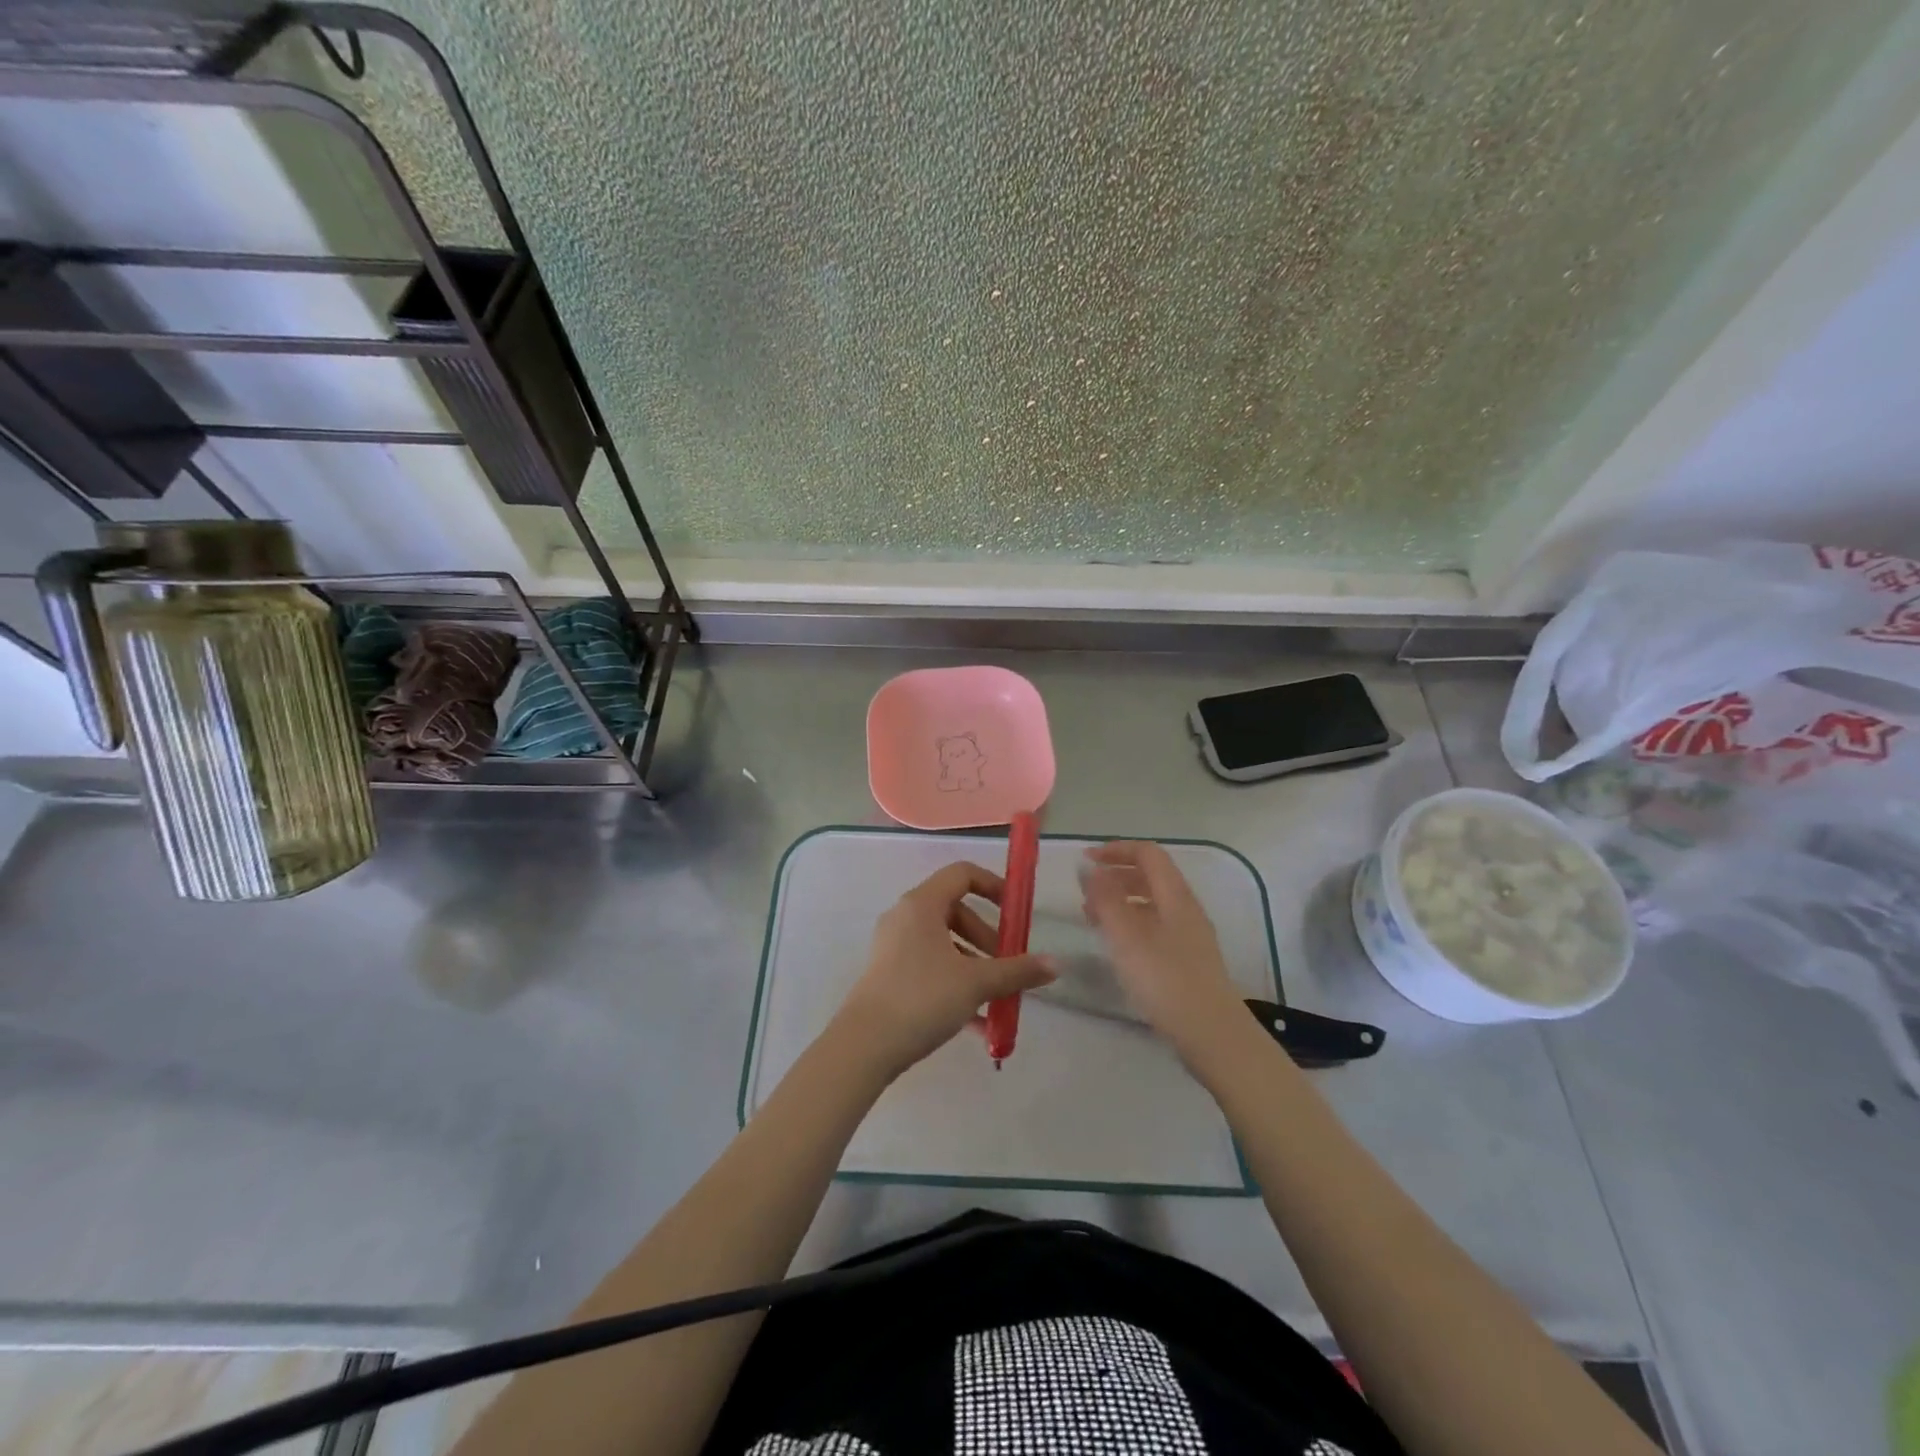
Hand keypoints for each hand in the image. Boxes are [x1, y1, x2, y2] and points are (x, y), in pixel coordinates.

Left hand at [831, 862, 1056, 1081]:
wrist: (864, 1046)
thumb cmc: (922, 998)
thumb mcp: (976, 983)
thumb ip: (1017, 971)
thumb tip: (1056, 965)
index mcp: (922, 904)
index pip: (962, 874)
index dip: (994, 886)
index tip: (1016, 912)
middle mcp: (905, 917)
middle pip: (956, 911)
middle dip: (988, 938)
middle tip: (1007, 965)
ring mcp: (894, 946)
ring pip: (944, 944)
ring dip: (975, 966)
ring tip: (997, 999)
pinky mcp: (889, 975)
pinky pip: (931, 968)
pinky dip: (955, 984)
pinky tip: (978, 1024)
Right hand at [1082, 841, 1243, 1053]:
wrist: (1213, 1035)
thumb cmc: (1166, 980)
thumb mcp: (1127, 937)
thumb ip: (1105, 899)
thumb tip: (1088, 867)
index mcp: (1175, 896)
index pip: (1148, 853)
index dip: (1116, 850)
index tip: (1085, 859)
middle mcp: (1186, 908)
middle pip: (1151, 876)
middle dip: (1115, 875)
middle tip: (1084, 891)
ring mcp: (1190, 935)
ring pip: (1152, 902)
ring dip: (1121, 901)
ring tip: (1092, 918)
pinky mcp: (1188, 960)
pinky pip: (1156, 926)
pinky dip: (1131, 924)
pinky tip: (1117, 946)